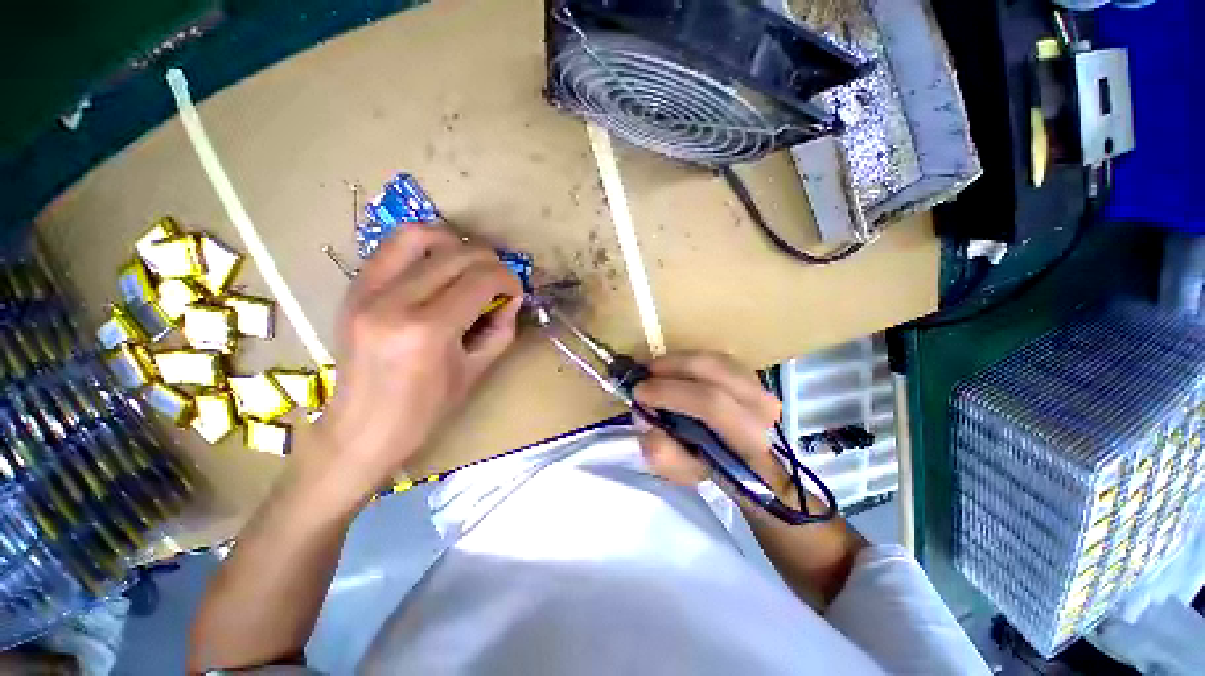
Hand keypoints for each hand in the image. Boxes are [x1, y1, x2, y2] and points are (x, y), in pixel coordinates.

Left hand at [308, 227, 521, 500]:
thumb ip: (501, 329)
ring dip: (454, 243)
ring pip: (418, 235)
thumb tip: (512, 298)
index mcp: (427, 331)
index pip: (480, 280)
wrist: (359, 430)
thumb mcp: (475, 372)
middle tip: (499, 282)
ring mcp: (366, 291)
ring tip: (468, 265)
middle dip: (489, 262)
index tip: (516, 292)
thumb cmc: (424, 411)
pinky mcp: (353, 289)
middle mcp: (393, 302)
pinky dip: (424, 248)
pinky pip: (391, 247)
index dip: (508, 280)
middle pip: (455, 254)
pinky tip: (438, 268)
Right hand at [633, 352, 789, 494]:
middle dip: (670, 367)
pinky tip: (672, 369)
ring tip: (654, 370)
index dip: (670, 392)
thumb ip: (662, 452)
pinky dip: (688, 359)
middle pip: (711, 370)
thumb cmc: (710, 467)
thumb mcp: (683, 473)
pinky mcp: (750, 373)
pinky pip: (714, 357)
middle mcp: (761, 405)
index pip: (710, 403)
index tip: (638, 392)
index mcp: (748, 437)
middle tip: (643, 374)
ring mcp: (759, 384)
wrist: (743, 460)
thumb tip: (645, 418)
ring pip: (712, 359)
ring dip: (677, 360)